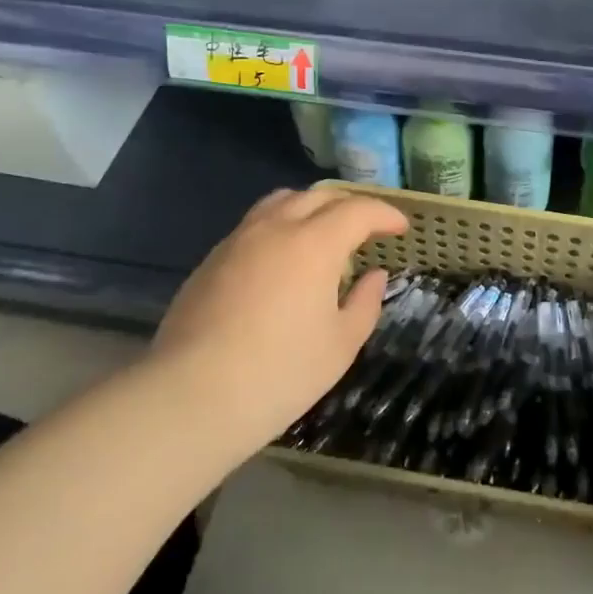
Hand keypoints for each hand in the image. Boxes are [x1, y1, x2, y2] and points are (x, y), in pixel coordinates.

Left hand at [150, 186, 407, 465]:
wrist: (191, 397)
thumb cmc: (280, 372)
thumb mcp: (341, 344)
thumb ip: (365, 302)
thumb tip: (373, 276)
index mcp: (315, 243)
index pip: (358, 210)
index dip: (384, 214)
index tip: (400, 228)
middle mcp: (275, 228)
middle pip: (318, 196)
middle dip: (349, 205)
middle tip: (366, 227)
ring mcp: (237, 241)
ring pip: (279, 202)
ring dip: (310, 208)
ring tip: (322, 233)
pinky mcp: (210, 261)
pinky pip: (253, 226)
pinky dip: (279, 227)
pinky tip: (281, 261)